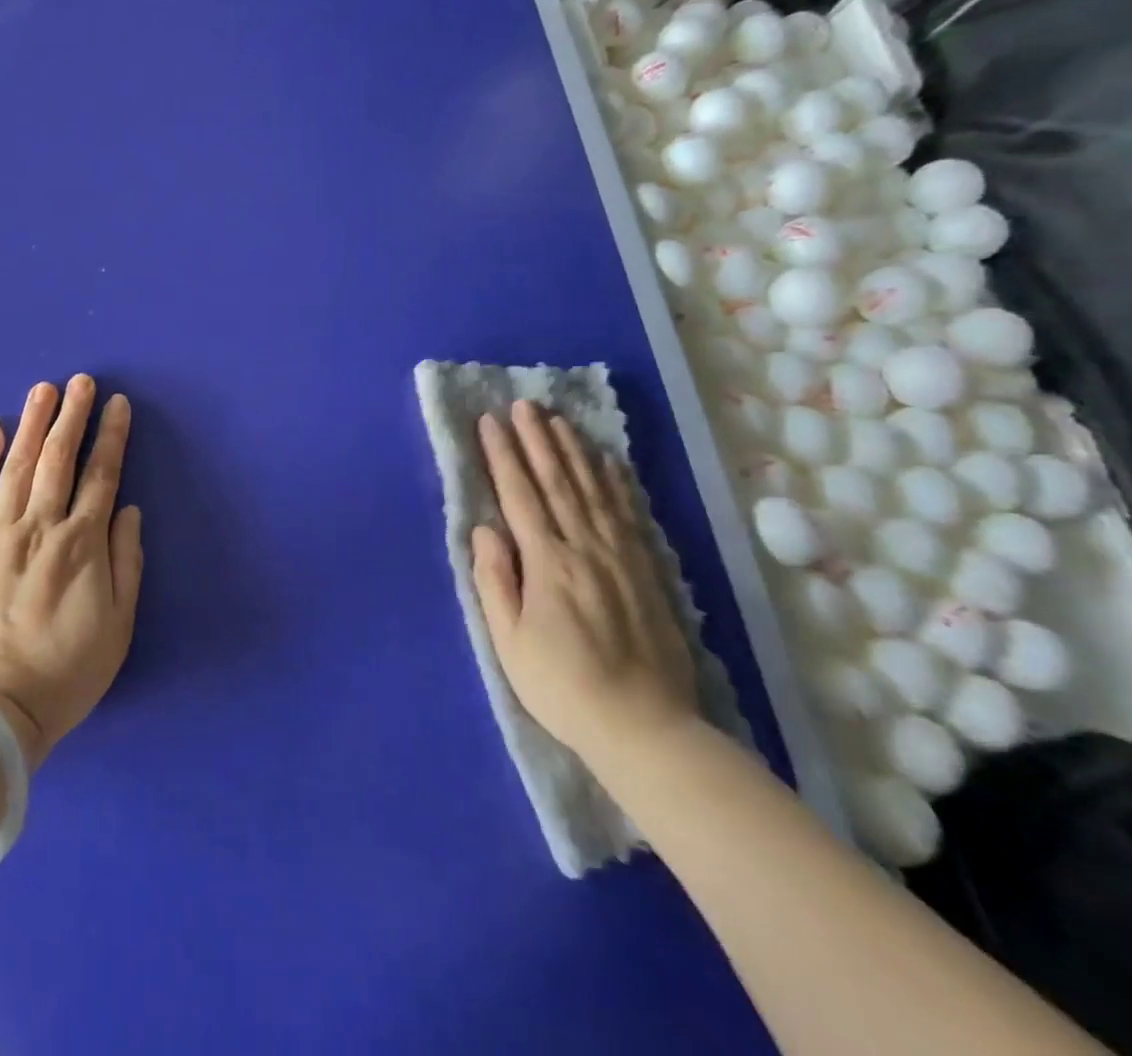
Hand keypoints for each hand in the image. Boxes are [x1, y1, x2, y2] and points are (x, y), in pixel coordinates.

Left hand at [0, 375, 142, 769]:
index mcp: (81, 547)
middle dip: (72, 416)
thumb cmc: (63, 676)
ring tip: (44, 389)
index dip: (111, 437)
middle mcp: (40, 529)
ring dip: (33, 425)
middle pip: (59, 460)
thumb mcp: (117, 629)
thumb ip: (126, 564)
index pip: (102, 477)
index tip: (117, 404)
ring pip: (18, 467)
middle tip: (82, 381)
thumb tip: (129, 511)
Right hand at [472, 400, 698, 767]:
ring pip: (593, 490)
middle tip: (523, 405)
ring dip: (573, 451)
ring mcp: (620, 556)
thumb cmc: (561, 685)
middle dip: (537, 440)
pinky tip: (607, 462)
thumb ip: (495, 579)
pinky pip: (627, 514)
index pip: (519, 495)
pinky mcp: (646, 571)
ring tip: (558, 420)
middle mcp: (584, 547)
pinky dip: (615, 482)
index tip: (490, 422)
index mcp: (547, 562)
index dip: (503, 455)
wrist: (645, 727)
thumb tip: (485, 528)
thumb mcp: (509, 640)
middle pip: (557, 482)